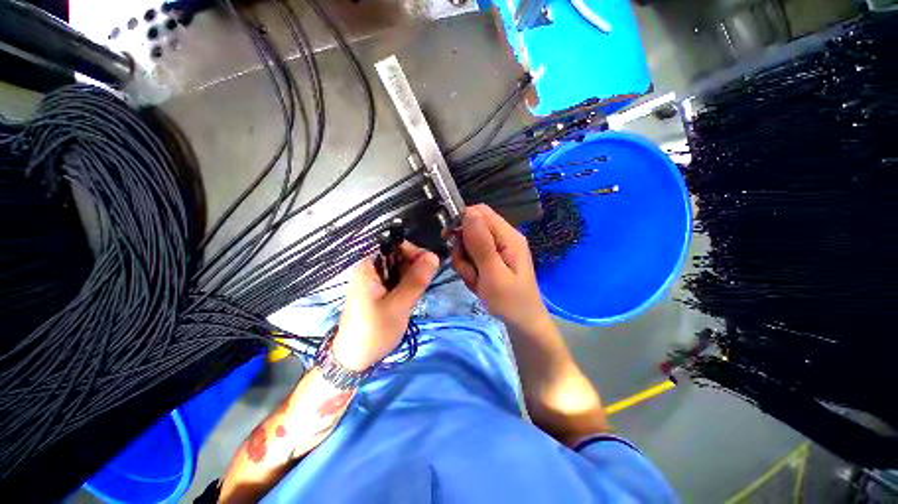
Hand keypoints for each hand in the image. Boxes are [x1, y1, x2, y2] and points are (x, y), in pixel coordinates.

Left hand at [332, 241, 438, 370]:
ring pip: (401, 268)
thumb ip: (416, 280)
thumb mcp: (398, 306)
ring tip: (418, 293)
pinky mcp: (380, 291)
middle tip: (423, 286)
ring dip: (414, 277)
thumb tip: (434, 256)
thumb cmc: (374, 332)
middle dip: (416, 267)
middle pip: (399, 256)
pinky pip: (399, 280)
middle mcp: (372, 269)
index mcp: (370, 267)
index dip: (415, 252)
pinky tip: (411, 297)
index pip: (396, 246)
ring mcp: (376, 280)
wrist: (354, 360)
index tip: (429, 267)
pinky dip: (408, 285)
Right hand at [451, 204, 549, 330]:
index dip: (461, 221)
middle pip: (473, 228)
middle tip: (467, 269)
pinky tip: (477, 282)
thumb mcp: (493, 274)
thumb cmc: (510, 300)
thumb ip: (481, 244)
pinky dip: (470, 268)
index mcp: (508, 236)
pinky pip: (473, 256)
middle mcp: (504, 237)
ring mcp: (499, 248)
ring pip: (469, 244)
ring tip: (475, 280)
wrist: (522, 322)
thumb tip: (468, 213)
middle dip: (463, 248)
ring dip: (465, 262)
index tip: (450, 240)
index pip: (480, 212)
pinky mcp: (493, 259)